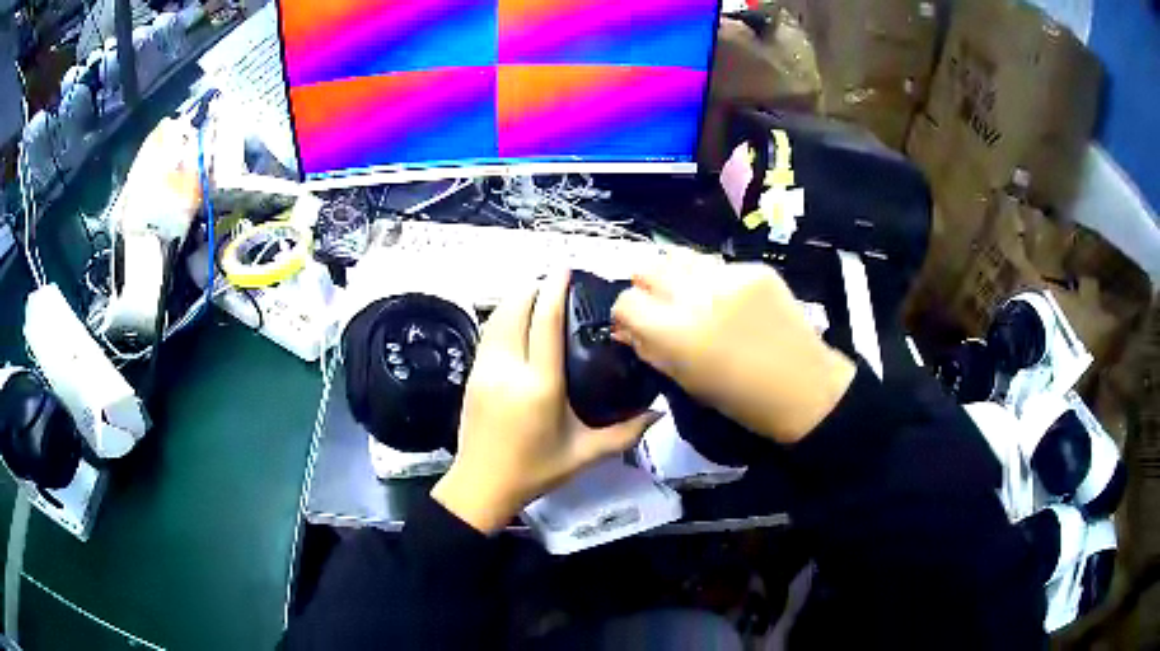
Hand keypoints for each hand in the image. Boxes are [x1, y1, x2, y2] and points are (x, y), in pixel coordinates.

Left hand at [432, 272, 656, 533]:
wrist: (481, 485)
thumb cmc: (535, 471)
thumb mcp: (584, 454)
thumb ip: (624, 433)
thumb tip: (657, 413)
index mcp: (539, 385)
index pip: (545, 323)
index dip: (554, 290)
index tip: (565, 270)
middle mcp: (508, 368)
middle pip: (515, 309)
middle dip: (533, 287)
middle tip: (555, 282)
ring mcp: (485, 369)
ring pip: (497, 317)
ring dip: (516, 299)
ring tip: (537, 294)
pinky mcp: (472, 375)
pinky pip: (488, 333)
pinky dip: (503, 316)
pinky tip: (516, 320)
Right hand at [612, 253, 855, 443]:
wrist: (805, 389)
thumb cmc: (741, 400)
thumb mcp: (686, 383)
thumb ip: (649, 350)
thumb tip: (625, 328)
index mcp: (676, 333)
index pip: (627, 301)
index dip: (626, 313)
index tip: (635, 324)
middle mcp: (697, 295)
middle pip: (648, 267)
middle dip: (646, 286)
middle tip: (660, 306)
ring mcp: (729, 276)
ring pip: (681, 257)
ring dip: (678, 276)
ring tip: (693, 297)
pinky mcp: (755, 268)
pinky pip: (718, 265)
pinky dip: (713, 280)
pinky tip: (730, 301)